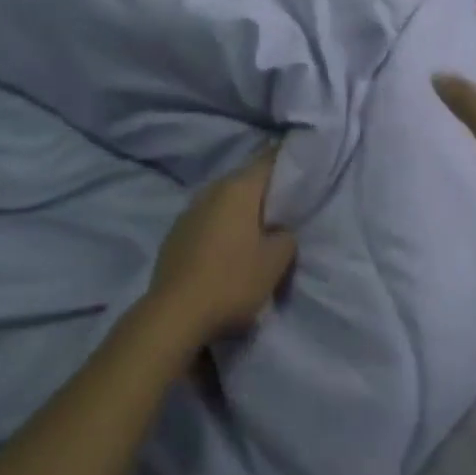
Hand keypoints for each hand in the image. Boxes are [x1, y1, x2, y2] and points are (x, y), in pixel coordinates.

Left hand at [145, 149, 297, 346]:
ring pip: (223, 200)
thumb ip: (285, 238)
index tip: (301, 166)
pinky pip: (207, 220)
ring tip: (257, 229)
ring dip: (240, 210)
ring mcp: (188, 211)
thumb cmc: (232, 282)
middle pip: (244, 180)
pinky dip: (221, 226)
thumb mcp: (274, 263)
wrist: (175, 314)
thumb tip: (279, 230)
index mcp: (238, 189)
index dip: (286, 160)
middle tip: (285, 205)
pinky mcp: (175, 234)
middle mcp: (211, 190)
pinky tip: (228, 248)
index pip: (268, 160)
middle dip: (264, 190)